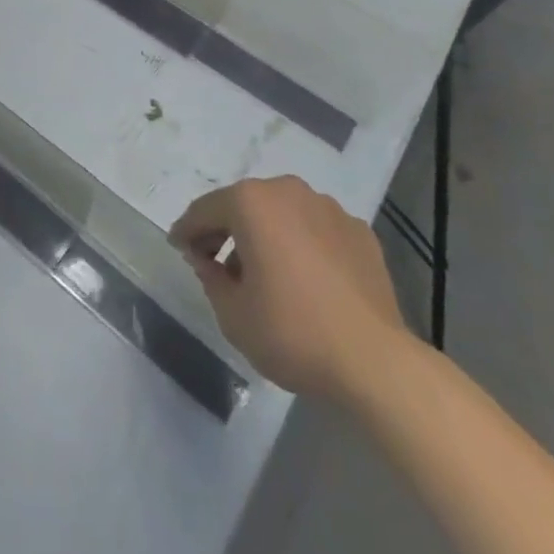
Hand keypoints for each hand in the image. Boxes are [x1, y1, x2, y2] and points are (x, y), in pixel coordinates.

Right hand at [170, 176, 412, 401]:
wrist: (375, 361)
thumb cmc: (292, 332)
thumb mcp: (232, 313)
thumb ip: (209, 277)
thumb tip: (207, 260)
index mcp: (251, 202)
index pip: (205, 210)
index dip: (187, 230)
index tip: (178, 247)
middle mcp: (288, 191)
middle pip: (245, 205)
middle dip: (227, 230)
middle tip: (214, 262)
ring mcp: (328, 208)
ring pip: (283, 214)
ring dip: (266, 236)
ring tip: (263, 275)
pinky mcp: (359, 232)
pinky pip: (316, 231)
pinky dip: (302, 246)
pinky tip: (305, 281)